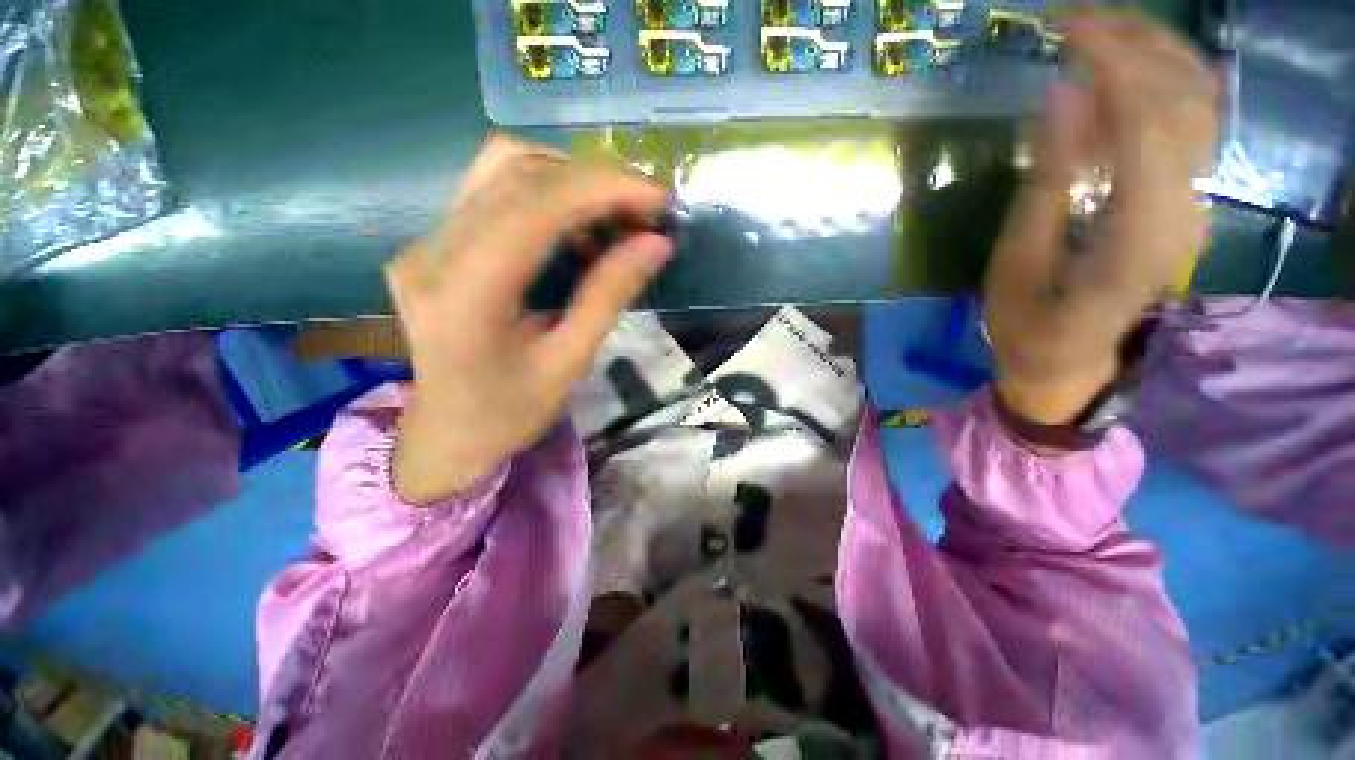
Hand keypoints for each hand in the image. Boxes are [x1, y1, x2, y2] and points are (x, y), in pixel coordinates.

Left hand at [385, 135, 672, 503]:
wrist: (447, 433)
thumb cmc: (510, 412)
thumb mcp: (569, 362)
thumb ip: (609, 296)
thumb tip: (656, 244)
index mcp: (465, 294)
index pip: (534, 207)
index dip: (602, 189)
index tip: (657, 198)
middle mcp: (433, 252)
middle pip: (515, 172)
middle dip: (593, 180)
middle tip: (644, 209)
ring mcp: (426, 242)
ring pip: (502, 169)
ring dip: (570, 180)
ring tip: (615, 216)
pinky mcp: (434, 243)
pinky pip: (493, 192)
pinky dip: (547, 195)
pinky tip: (578, 228)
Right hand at [984, 11, 1217, 423]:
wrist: (1070, 359)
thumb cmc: (1028, 323)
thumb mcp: (1017, 265)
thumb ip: (1045, 184)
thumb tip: (1060, 97)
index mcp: (1139, 236)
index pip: (1148, 125)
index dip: (1113, 67)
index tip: (1065, 32)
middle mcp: (1184, 210)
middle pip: (1185, 101)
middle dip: (1134, 47)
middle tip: (1074, 21)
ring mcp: (1192, 203)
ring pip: (1200, 103)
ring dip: (1156, 53)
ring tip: (1101, 28)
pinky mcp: (1185, 199)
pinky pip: (1193, 122)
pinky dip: (1165, 80)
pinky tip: (1128, 65)